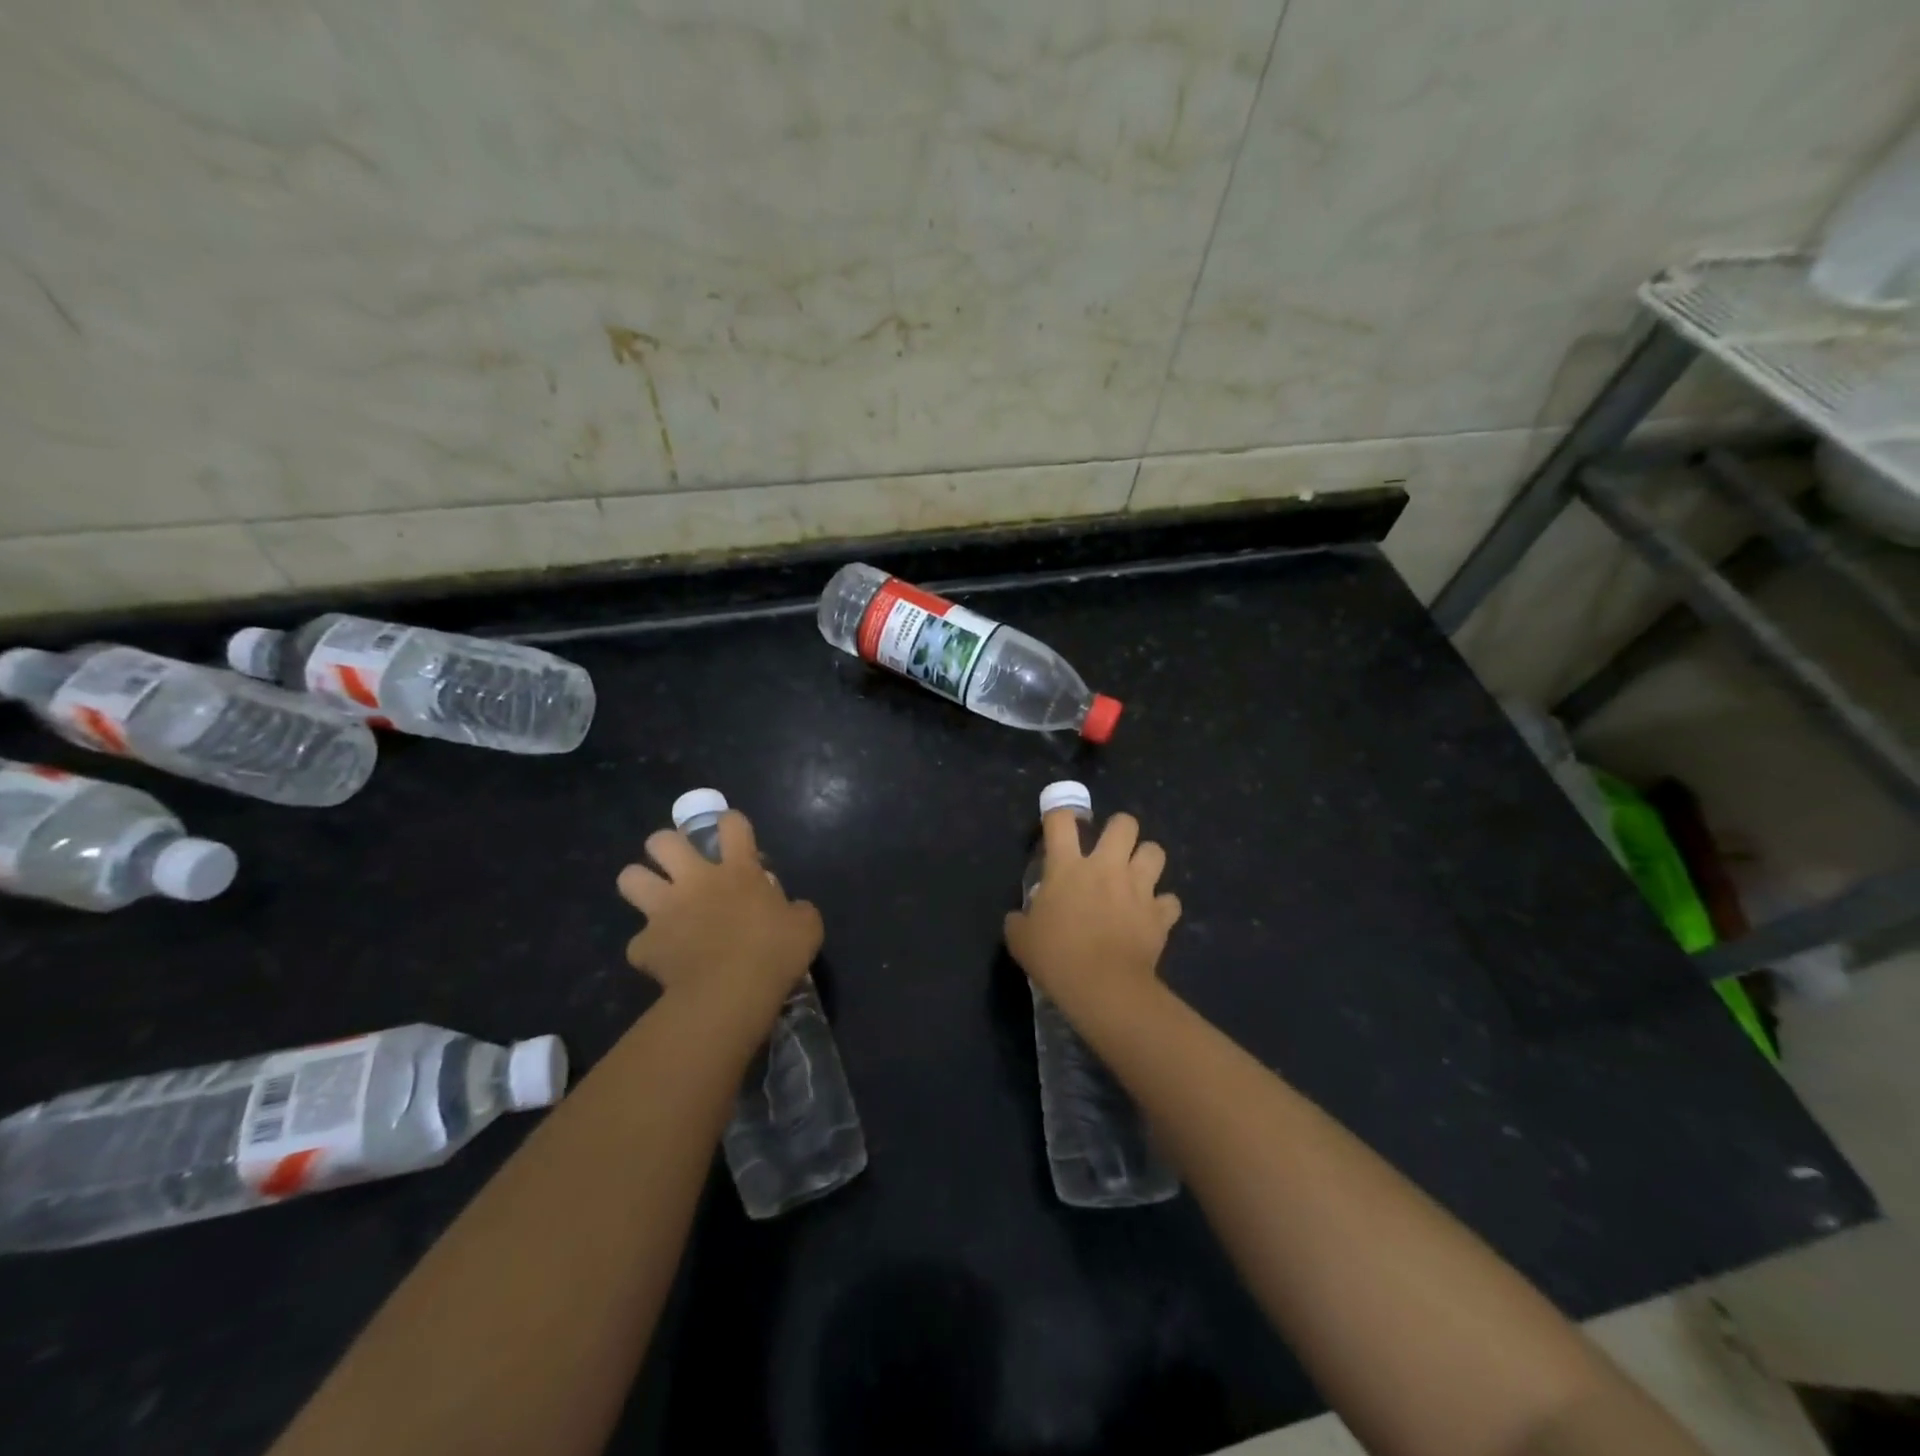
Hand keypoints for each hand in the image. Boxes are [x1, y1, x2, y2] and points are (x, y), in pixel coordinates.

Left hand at [617, 811, 822, 1009]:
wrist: (731, 992)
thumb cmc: (775, 953)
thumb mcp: (806, 926)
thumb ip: (797, 910)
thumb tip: (792, 909)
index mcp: (738, 870)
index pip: (732, 824)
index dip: (731, 823)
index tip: (734, 835)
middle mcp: (696, 880)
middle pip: (663, 841)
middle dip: (666, 846)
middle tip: (680, 864)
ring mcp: (665, 910)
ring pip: (630, 878)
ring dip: (640, 884)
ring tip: (654, 899)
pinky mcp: (645, 944)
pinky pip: (639, 942)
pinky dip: (649, 948)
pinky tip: (662, 959)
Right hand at [1004, 810, 1180, 1019]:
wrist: (1102, 987)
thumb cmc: (1056, 957)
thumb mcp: (1020, 938)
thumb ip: (1019, 920)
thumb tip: (1020, 917)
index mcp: (1067, 866)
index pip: (1061, 820)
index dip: (1059, 816)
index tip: (1058, 825)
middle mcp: (1107, 867)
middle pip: (1124, 823)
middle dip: (1120, 830)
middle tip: (1111, 849)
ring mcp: (1138, 888)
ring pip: (1155, 851)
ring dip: (1146, 860)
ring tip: (1137, 876)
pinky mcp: (1160, 914)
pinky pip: (1170, 901)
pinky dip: (1162, 907)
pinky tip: (1152, 916)